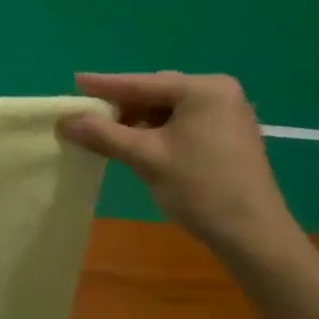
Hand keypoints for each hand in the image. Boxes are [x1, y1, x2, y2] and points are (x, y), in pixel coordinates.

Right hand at [60, 71, 297, 258]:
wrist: (254, 237)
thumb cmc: (200, 188)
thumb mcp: (145, 157)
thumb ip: (102, 134)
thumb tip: (64, 119)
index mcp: (203, 89)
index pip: (142, 83)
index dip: (105, 85)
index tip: (75, 81)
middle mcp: (219, 93)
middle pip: (156, 94)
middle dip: (122, 105)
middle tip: (88, 114)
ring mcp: (228, 114)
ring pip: (168, 110)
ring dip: (138, 121)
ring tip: (108, 133)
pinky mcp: (229, 136)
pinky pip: (183, 123)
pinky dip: (157, 132)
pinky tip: (137, 144)